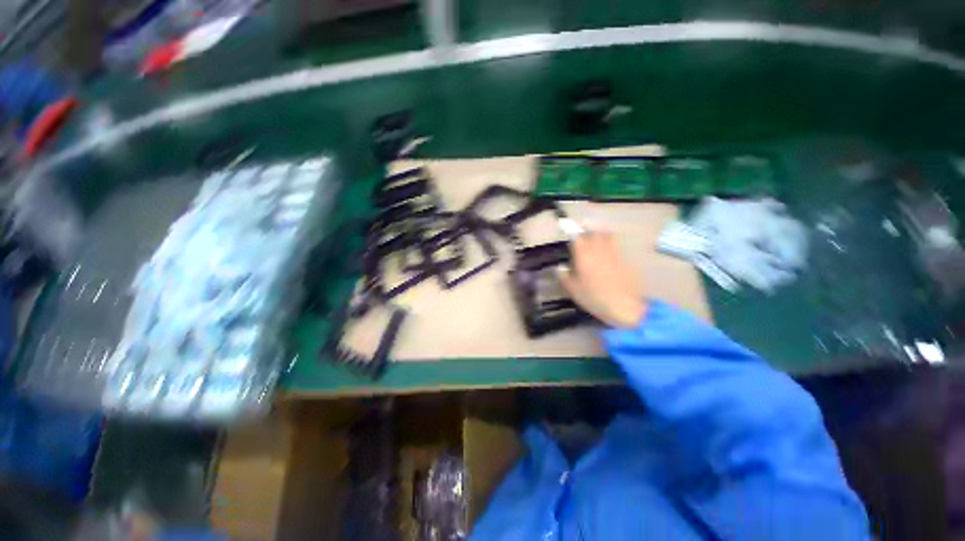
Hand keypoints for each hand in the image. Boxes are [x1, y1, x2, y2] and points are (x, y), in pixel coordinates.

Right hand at [558, 232, 646, 328]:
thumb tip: (561, 267)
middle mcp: (599, 249)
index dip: (570, 229)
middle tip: (582, 230)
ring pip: (607, 235)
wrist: (623, 306)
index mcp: (584, 255)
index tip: (565, 225)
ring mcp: (614, 253)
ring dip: (600, 232)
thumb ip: (564, 275)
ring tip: (595, 237)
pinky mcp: (625, 260)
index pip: (576, 236)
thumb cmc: (593, 297)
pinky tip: (607, 253)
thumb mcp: (572, 289)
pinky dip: (610, 244)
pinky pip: (616, 246)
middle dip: (587, 228)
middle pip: (594, 231)